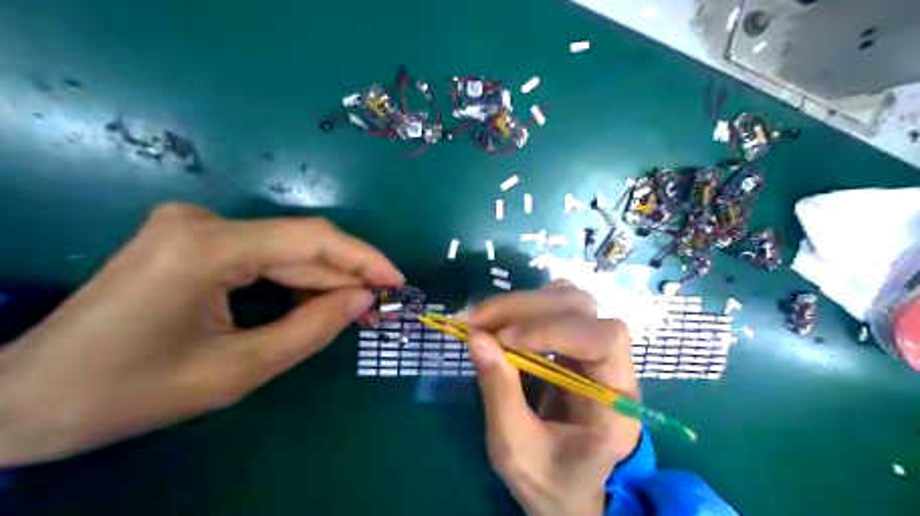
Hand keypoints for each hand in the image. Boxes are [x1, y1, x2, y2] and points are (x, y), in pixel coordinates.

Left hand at [0, 203, 403, 467]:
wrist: (28, 398)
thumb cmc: (131, 392)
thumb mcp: (237, 370)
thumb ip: (310, 330)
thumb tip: (362, 300)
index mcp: (206, 248)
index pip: (311, 240)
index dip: (364, 259)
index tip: (398, 282)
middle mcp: (200, 221)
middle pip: (298, 244)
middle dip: (345, 276)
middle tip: (380, 307)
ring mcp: (191, 226)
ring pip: (282, 250)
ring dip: (321, 280)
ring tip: (355, 310)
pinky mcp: (188, 239)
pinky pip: (260, 255)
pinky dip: (292, 280)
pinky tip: (312, 302)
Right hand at [461, 282, 641, 515]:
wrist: (568, 487)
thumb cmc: (549, 480)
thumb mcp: (515, 449)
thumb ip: (499, 392)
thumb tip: (476, 336)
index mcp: (615, 403)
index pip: (604, 340)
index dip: (553, 329)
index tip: (504, 339)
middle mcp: (615, 367)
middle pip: (582, 309)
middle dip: (524, 308)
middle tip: (474, 321)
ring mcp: (596, 350)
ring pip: (570, 299)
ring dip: (523, 302)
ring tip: (483, 319)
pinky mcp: (576, 344)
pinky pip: (557, 307)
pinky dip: (526, 306)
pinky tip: (501, 322)